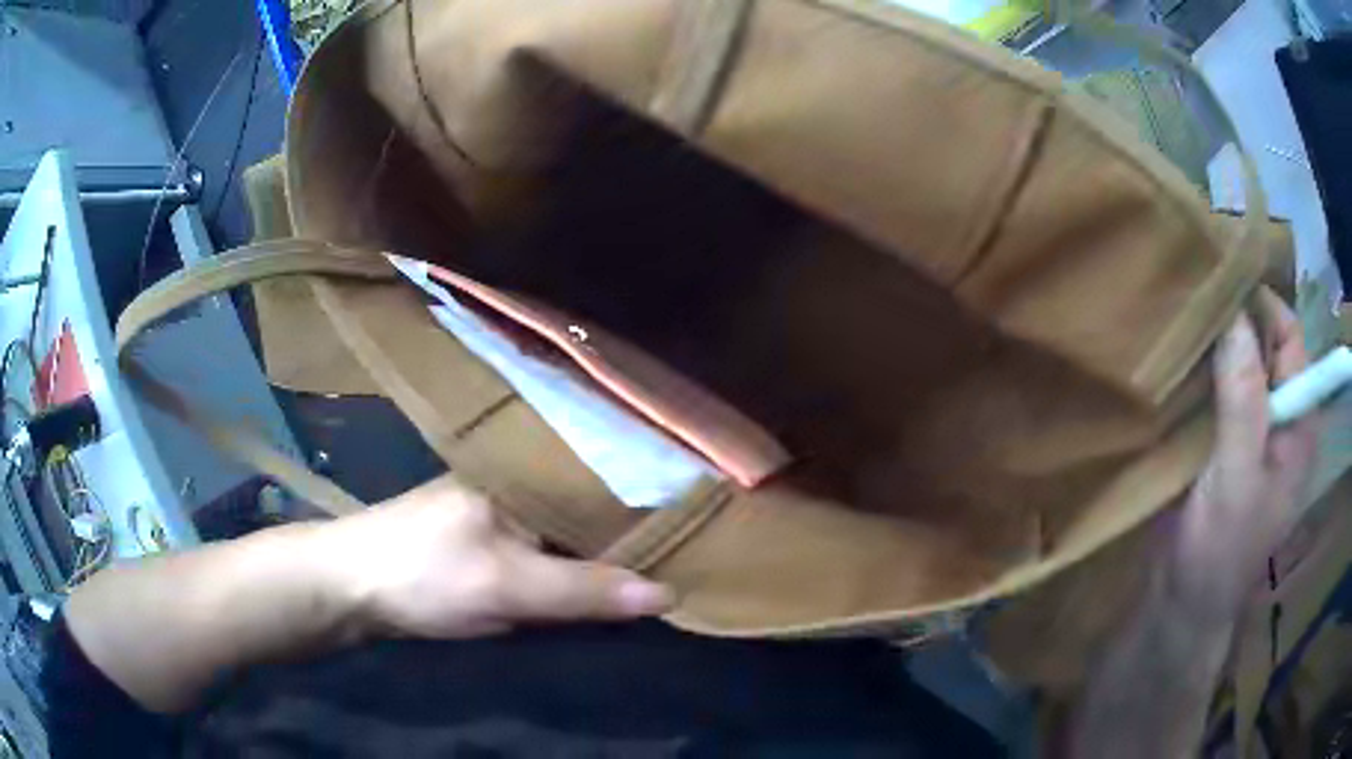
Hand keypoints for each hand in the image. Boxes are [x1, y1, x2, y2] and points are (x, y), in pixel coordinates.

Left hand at [314, 476, 674, 639]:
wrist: (349, 590)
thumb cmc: (424, 573)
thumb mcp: (506, 585)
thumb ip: (584, 590)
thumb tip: (669, 594)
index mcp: (524, 473)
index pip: (608, 481)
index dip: (655, 504)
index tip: (707, 524)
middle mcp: (520, 485)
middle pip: (593, 508)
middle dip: (638, 531)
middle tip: (701, 551)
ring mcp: (504, 514)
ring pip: (573, 533)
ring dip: (610, 552)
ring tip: (674, 562)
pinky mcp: (492, 544)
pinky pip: (551, 553)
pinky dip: (580, 568)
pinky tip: (611, 580)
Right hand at [1171, 291, 1318, 619]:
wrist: (1180, 606)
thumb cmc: (1218, 551)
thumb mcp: (1236, 478)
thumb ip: (1243, 400)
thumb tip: (1234, 315)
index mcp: (1297, 422)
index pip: (1290, 338)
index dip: (1262, 306)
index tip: (1220, 281)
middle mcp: (1279, 417)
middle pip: (1263, 345)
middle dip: (1234, 320)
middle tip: (1192, 295)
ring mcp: (1250, 430)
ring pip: (1236, 365)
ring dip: (1212, 345)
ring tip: (1176, 320)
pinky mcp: (1222, 443)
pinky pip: (1215, 391)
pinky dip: (1198, 372)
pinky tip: (1173, 363)